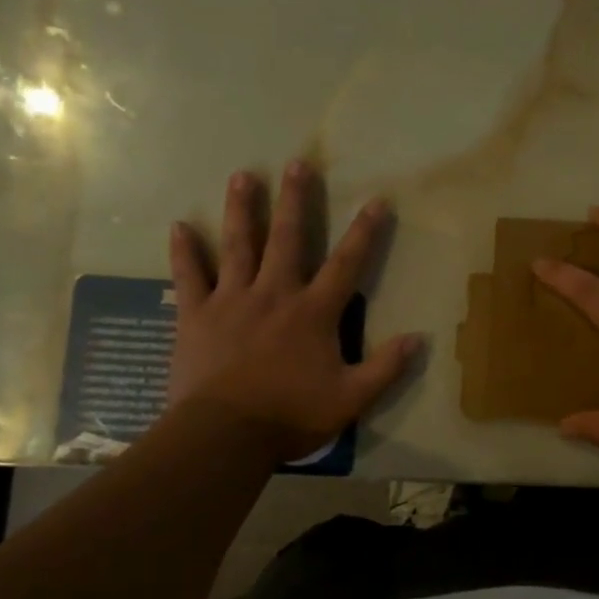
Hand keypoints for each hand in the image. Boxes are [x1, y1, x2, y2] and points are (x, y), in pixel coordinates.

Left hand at [166, 162, 421, 461]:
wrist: (224, 435)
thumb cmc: (290, 415)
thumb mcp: (350, 399)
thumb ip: (385, 368)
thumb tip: (419, 339)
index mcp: (313, 312)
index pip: (346, 264)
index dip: (365, 232)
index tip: (377, 200)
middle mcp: (274, 294)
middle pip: (287, 238)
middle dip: (295, 200)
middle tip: (297, 163)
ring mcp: (232, 300)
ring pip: (238, 245)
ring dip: (242, 210)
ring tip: (243, 176)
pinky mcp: (196, 315)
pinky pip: (189, 276)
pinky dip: (184, 252)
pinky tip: (179, 226)